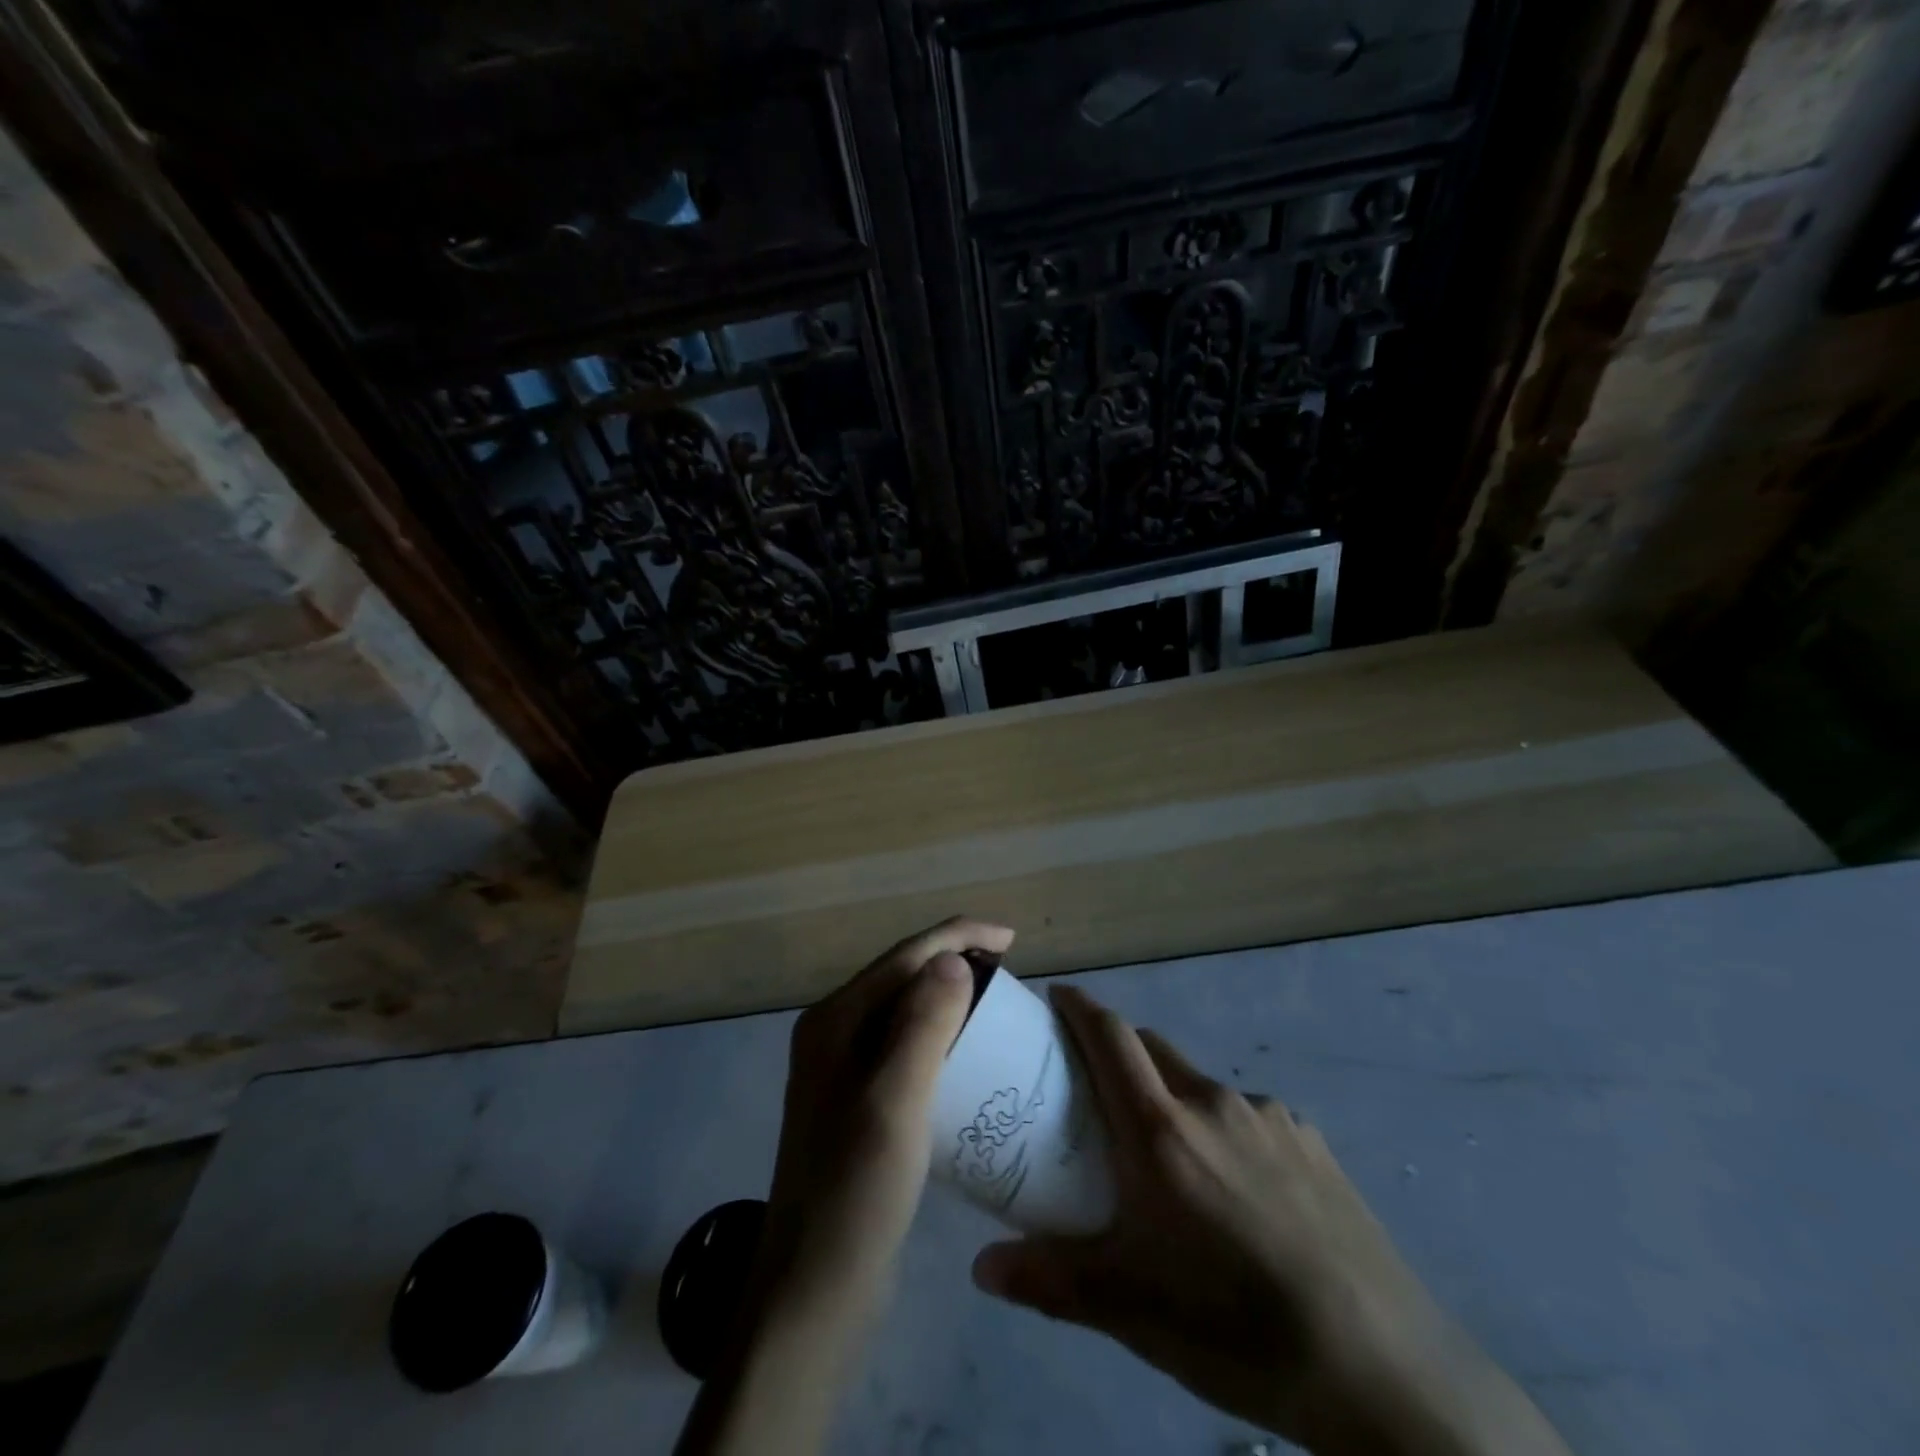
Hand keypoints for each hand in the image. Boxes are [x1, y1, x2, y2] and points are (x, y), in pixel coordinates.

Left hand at [758, 916, 1015, 1307]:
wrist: (814, 1293)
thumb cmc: (855, 1193)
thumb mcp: (894, 1102)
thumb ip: (922, 1024)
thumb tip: (951, 957)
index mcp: (834, 1021)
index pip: (903, 957)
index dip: (958, 937)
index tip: (1012, 940)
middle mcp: (833, 1035)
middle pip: (902, 978)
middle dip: (955, 963)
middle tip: (1010, 976)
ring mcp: (843, 1071)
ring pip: (905, 1013)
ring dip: (950, 999)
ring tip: (997, 1008)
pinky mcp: (859, 1104)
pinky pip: (907, 1050)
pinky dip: (942, 1039)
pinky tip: (970, 1058)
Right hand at [971, 985, 1570, 1455]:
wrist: (1381, 1366)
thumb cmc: (1234, 1327)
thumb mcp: (1130, 1308)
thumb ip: (1050, 1277)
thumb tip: (981, 1267)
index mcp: (1161, 1129)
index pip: (1109, 1036)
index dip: (1079, 1007)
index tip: (1056, 998)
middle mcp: (1211, 1102)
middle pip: (1151, 1049)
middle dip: (1118, 1053)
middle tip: (1098, 1093)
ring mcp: (1267, 1116)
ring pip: (1199, 1083)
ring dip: (1172, 1097)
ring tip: (1173, 1158)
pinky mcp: (1310, 1140)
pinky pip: (1247, 1114)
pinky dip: (1223, 1128)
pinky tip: (1240, 1190)